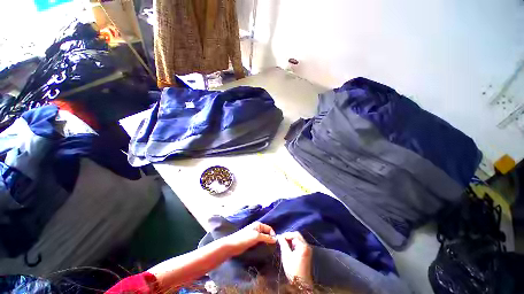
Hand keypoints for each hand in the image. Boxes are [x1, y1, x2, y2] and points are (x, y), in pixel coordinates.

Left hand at [224, 222, 276, 255]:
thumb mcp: (257, 237)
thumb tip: (275, 239)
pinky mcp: (252, 241)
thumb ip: (266, 237)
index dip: (273, 234)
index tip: (275, 243)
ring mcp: (254, 235)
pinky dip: (263, 245)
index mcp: (258, 225)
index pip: (269, 228)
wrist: (233, 245)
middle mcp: (257, 229)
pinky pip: (260, 242)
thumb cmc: (245, 238)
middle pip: (267, 233)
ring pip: (263, 238)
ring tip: (270, 249)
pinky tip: (264, 249)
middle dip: (270, 238)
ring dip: (266, 242)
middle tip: (273, 247)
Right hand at [278, 231, 312, 284]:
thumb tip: (279, 236)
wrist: (301, 283)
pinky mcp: (307, 252)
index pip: (294, 234)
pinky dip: (294, 243)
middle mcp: (307, 245)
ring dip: (291, 240)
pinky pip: (300, 243)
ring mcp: (308, 249)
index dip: (286, 235)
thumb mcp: (286, 256)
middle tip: (281, 240)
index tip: (279, 238)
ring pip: (298, 239)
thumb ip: (283, 244)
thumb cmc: (293, 270)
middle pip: (297, 235)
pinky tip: (289, 248)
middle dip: (288, 236)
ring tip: (284, 243)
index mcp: (303, 246)